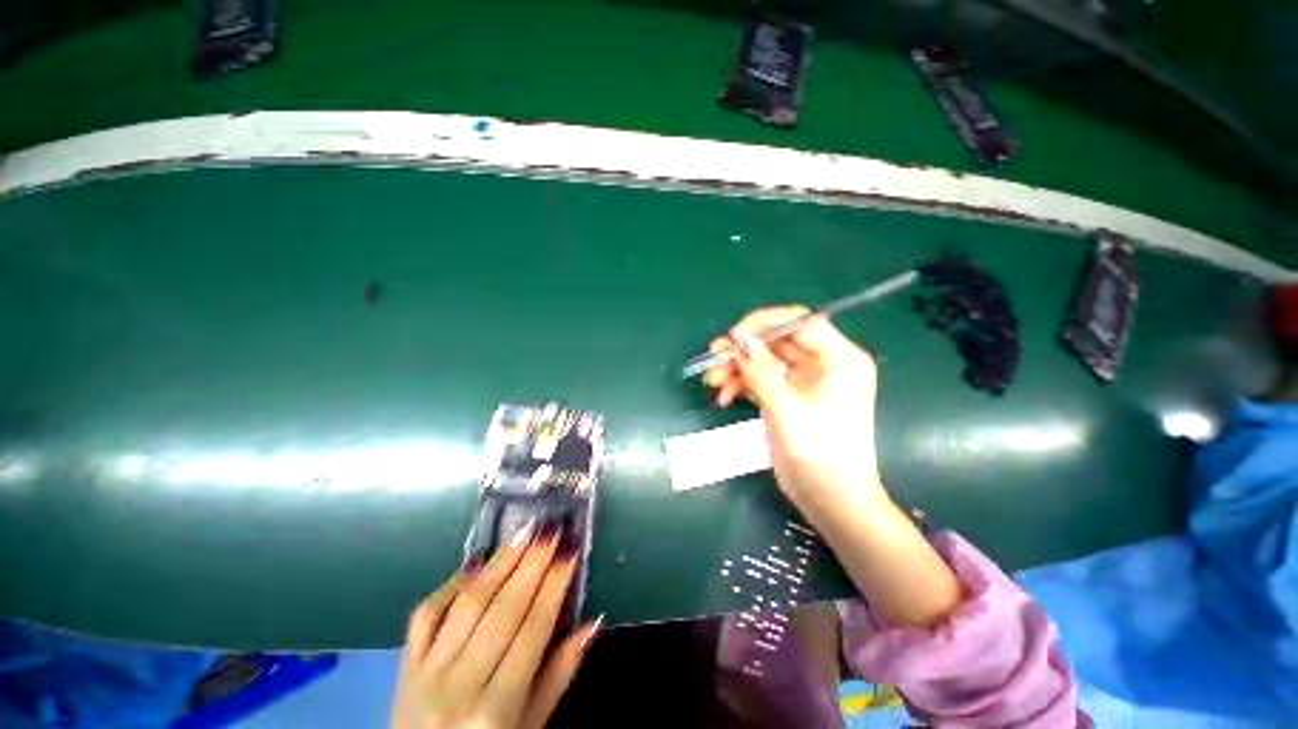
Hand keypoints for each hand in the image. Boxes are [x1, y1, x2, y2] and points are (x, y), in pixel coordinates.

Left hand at [391, 524, 601, 728]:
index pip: (532, 630)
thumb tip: (592, 622)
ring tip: (524, 533)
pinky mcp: (404, 663)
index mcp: (496, 708)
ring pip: (467, 604)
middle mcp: (459, 685)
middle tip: (551, 530)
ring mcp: (426, 671)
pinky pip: (426, 613)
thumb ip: (560, 675)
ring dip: (499, 563)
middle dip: (531, 564)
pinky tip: (477, 563)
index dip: (554, 586)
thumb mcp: (531, 728)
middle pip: (502, 610)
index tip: (570, 551)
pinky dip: (452, 583)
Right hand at [704, 307, 886, 512]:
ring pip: (765, 360)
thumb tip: (737, 338)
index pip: (800, 322)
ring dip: (737, 368)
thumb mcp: (787, 410)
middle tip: (713, 358)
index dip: (765, 324)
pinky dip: (742, 384)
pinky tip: (724, 396)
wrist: (832, 501)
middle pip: (777, 341)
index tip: (733, 336)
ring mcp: (804, 382)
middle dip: (744, 350)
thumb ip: (761, 371)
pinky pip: (762, 380)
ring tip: (712, 381)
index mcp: (839, 359)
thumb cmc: (820, 455)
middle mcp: (823, 364)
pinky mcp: (789, 397)